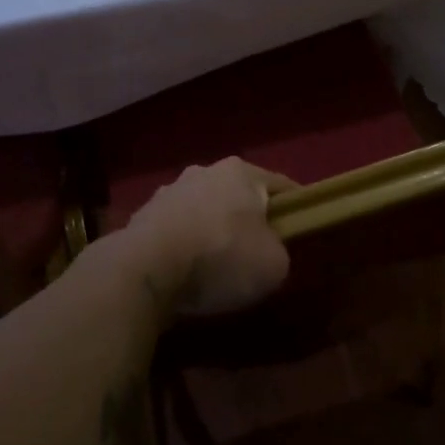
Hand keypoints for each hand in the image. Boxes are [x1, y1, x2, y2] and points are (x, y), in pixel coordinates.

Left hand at [117, 159, 295, 317]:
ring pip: (203, 210)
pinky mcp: (142, 217)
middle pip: (238, 196)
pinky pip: (176, 231)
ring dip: (212, 231)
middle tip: (258, 251)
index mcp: (241, 172)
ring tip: (216, 266)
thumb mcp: (275, 264)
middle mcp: (203, 171)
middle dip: (248, 220)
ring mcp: (168, 192)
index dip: (296, 208)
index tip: (302, 229)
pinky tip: (186, 272)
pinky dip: (185, 246)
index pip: (281, 185)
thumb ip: (279, 251)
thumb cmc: (221, 257)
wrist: (146, 269)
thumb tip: (266, 250)